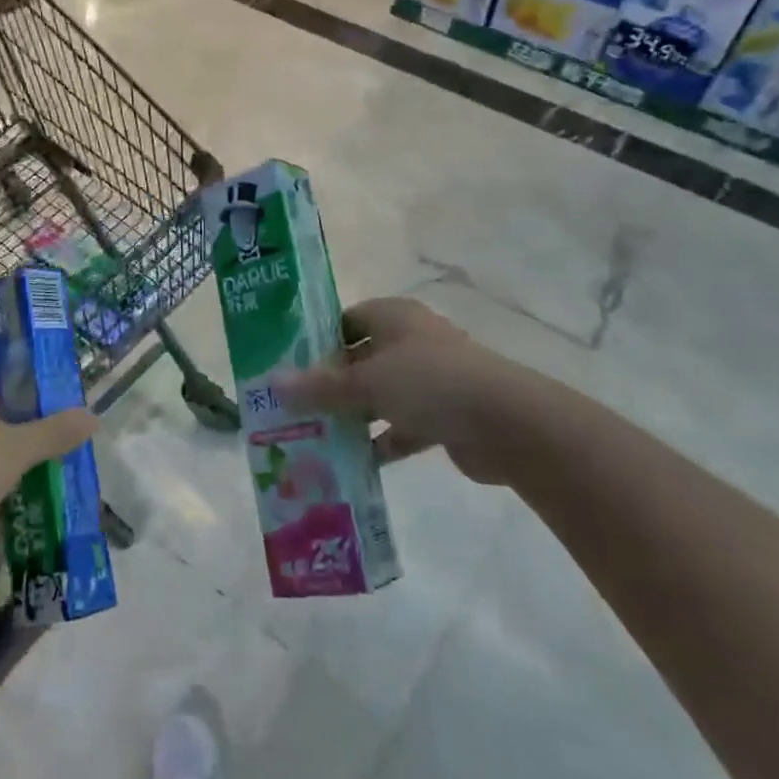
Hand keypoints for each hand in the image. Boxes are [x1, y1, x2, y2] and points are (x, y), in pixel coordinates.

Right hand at [273, 297, 569, 485]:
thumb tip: (272, 383)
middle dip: (331, 384)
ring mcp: (431, 379)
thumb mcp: (366, 382)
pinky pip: (402, 425)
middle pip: (361, 358)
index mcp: (394, 317)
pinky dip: (382, 441)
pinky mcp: (445, 415)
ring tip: (315, 437)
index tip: (289, 366)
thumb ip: (320, 386)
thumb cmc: (430, 383)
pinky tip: (355, 462)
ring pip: (381, 394)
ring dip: (354, 415)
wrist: (507, 424)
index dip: (318, 340)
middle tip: (294, 407)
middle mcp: (412, 341)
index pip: (346, 320)